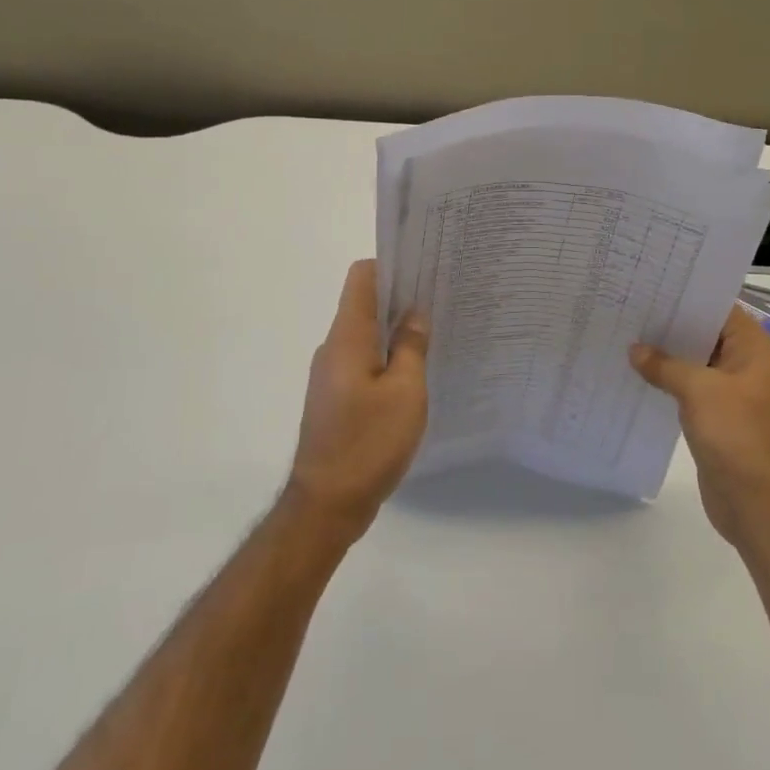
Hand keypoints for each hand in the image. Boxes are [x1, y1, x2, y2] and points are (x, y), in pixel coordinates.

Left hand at [286, 260, 428, 542]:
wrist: (327, 504)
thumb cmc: (368, 442)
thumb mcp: (406, 392)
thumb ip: (412, 347)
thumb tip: (415, 314)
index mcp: (348, 337)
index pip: (362, 278)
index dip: (392, 265)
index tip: (425, 270)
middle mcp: (334, 348)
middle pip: (365, 304)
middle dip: (401, 298)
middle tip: (442, 301)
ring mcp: (331, 374)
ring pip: (366, 335)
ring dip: (396, 331)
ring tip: (435, 335)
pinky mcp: (336, 398)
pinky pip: (363, 362)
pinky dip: (388, 358)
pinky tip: (416, 374)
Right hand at [631, 306, 769, 549]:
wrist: (758, 504)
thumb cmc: (738, 435)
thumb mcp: (699, 390)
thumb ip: (666, 365)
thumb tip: (636, 350)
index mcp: (753, 349)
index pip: (718, 308)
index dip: (686, 295)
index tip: (649, 285)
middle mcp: (745, 365)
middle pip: (704, 334)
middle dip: (669, 325)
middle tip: (628, 308)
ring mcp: (731, 392)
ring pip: (694, 362)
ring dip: (665, 355)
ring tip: (625, 336)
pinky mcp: (716, 417)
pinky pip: (688, 389)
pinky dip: (666, 381)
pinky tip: (636, 375)